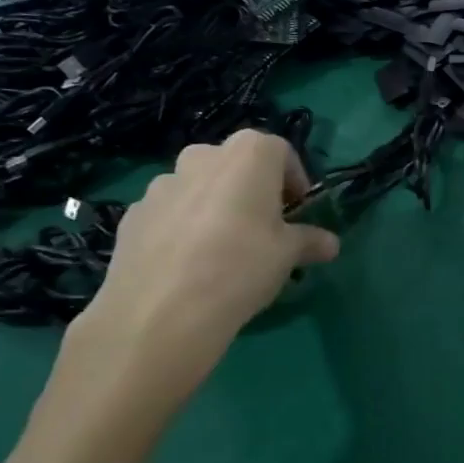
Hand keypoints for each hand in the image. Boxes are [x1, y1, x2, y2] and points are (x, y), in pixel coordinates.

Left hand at [65, 132, 339, 410]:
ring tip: (221, 249)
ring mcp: (161, 184)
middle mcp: (202, 156)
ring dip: (214, 206)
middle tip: (261, 228)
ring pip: (198, 187)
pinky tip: (187, 264)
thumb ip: (310, 241)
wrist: (162, 311)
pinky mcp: (133, 214)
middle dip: (251, 189)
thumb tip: (330, 244)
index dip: (293, 180)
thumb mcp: (288, 255)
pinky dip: (181, 227)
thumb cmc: (241, 267)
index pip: (281, 151)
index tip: (298, 211)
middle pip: (235, 164)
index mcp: (248, 154)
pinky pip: (169, 213)